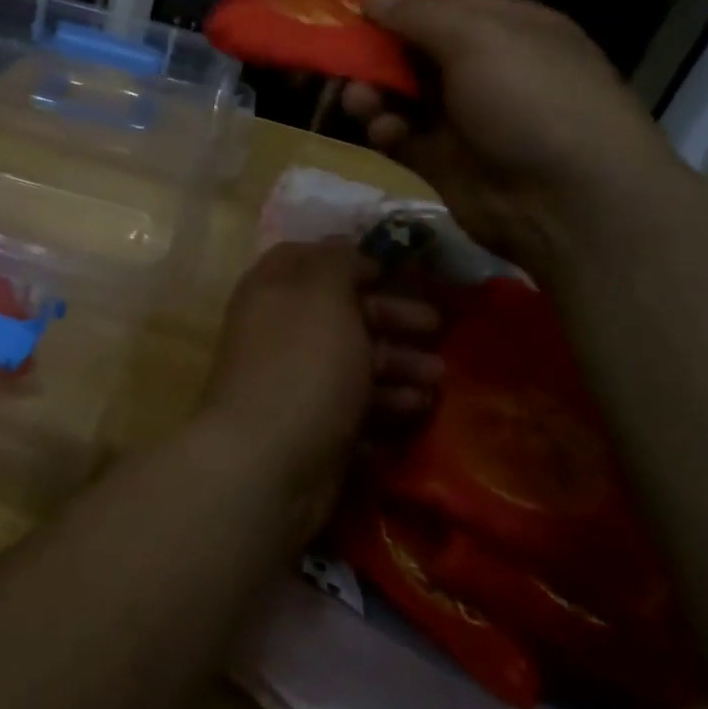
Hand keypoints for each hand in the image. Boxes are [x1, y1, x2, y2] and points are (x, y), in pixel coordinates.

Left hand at [194, 241, 441, 538]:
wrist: (269, 460)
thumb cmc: (302, 363)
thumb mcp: (323, 296)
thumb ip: (336, 264)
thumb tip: (345, 248)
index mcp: (272, 289)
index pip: (308, 259)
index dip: (350, 260)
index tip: (393, 270)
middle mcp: (279, 328)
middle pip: (340, 310)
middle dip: (390, 316)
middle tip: (437, 326)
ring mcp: (294, 378)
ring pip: (353, 358)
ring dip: (399, 362)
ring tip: (438, 376)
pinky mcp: (312, 423)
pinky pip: (355, 402)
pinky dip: (387, 400)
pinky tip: (419, 407)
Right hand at [343, 0, 695, 276]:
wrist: (569, 202)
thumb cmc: (531, 100)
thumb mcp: (478, 39)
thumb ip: (418, 15)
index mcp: (505, 29)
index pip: (440, 5)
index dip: (396, 5)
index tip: (351, 7)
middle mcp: (484, 69)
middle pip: (413, 50)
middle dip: (375, 52)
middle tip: (340, 57)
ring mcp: (463, 117)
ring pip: (400, 94)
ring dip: (373, 92)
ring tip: (358, 100)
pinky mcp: (443, 160)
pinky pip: (401, 135)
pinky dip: (386, 130)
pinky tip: (384, 131)